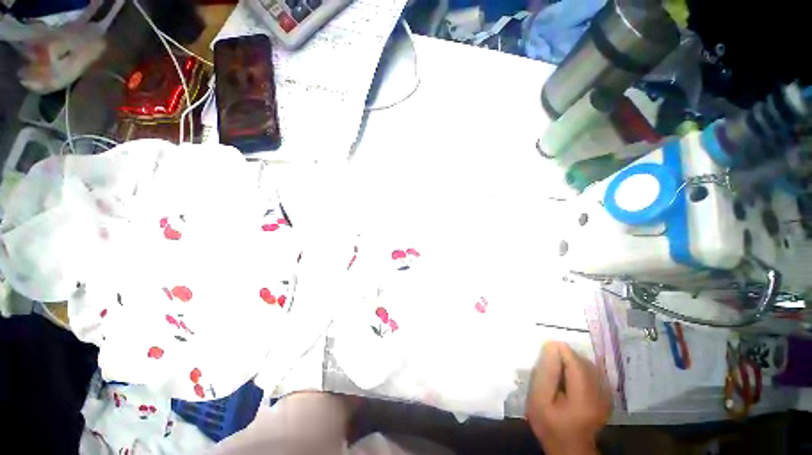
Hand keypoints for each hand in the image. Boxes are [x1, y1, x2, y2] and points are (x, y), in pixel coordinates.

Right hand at [526, 341, 611, 454]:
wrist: (568, 447)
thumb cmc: (549, 423)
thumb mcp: (539, 399)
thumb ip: (546, 372)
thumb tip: (552, 346)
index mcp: (584, 397)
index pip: (575, 361)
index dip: (560, 350)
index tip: (545, 350)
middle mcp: (602, 394)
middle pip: (584, 361)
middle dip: (565, 356)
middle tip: (549, 364)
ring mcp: (607, 395)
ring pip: (590, 365)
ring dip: (573, 362)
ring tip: (558, 371)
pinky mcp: (607, 396)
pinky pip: (594, 372)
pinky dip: (580, 369)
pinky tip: (570, 377)